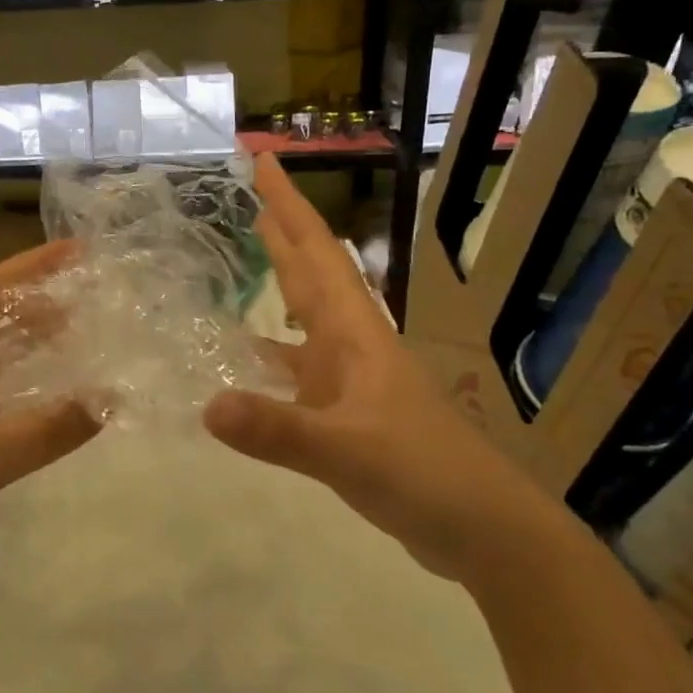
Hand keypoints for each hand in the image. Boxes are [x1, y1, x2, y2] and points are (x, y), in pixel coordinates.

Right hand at [203, 156, 549, 582]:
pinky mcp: (346, 414)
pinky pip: (297, 368)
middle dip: (282, 230)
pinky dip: (270, 356)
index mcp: (355, 333)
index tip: (264, 161)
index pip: (315, 253)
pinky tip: (244, 363)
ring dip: (278, 284)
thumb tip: (207, 405)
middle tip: (249, 194)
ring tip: (242, 259)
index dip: (289, 205)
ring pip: (305, 318)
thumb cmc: (425, 474)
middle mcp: (351, 345)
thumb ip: (278, 430)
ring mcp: (350, 380)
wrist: (485, 530)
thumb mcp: (347, 450)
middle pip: (310, 273)